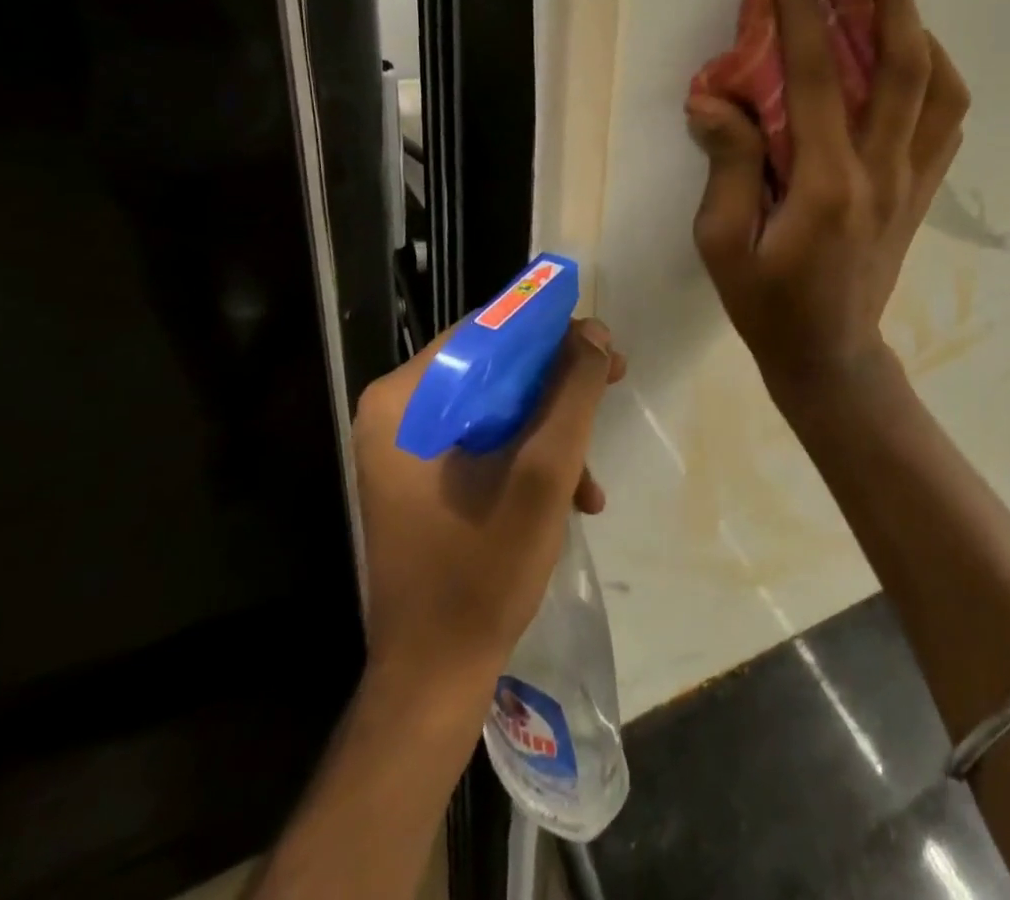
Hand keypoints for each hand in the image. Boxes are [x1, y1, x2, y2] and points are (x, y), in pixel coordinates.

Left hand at [351, 320, 625, 680]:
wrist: (434, 677)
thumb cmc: (483, 569)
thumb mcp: (544, 471)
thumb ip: (573, 392)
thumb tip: (594, 332)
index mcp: (404, 400)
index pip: (486, 332)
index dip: (550, 331)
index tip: (602, 346)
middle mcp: (397, 413)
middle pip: (494, 368)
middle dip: (558, 385)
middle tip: (612, 385)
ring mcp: (406, 449)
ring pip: (496, 407)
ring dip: (551, 431)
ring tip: (591, 477)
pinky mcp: (422, 479)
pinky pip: (485, 443)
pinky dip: (529, 459)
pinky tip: (572, 496)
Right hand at [687, 0, 969, 399]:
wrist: (830, 356)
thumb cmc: (768, 305)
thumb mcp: (723, 243)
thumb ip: (726, 165)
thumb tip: (714, 98)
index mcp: (827, 184)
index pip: (814, 77)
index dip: (803, 11)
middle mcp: (882, 172)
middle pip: (906, 68)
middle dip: (889, 0)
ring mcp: (912, 183)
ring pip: (942, 91)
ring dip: (923, 35)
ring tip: (895, 2)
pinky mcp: (922, 194)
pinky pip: (946, 124)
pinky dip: (936, 82)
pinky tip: (912, 66)